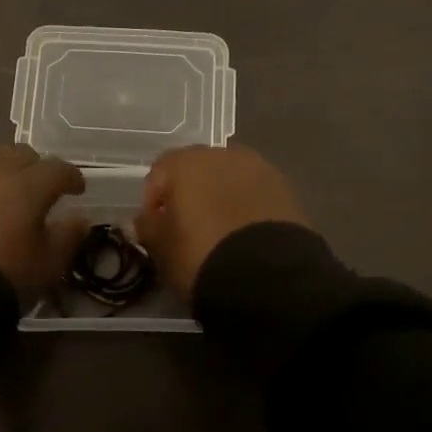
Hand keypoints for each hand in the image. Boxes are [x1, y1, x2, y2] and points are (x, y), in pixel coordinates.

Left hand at [0, 144, 87, 302]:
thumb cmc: (5, 277)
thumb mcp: (49, 264)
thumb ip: (68, 236)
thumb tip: (80, 219)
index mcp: (26, 186)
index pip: (57, 169)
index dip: (72, 177)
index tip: (77, 190)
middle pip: (21, 155)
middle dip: (37, 168)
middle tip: (41, 188)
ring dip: (4, 164)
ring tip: (7, 184)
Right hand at [133, 146, 307, 296]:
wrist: (268, 276)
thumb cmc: (200, 254)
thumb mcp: (161, 247)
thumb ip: (147, 227)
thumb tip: (144, 220)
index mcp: (186, 162)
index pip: (159, 171)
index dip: (153, 200)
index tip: (155, 228)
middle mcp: (223, 154)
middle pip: (198, 170)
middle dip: (190, 194)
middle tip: (187, 227)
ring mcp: (260, 169)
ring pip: (230, 180)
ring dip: (221, 198)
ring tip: (219, 231)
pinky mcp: (287, 190)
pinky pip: (255, 194)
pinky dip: (246, 208)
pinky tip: (244, 235)